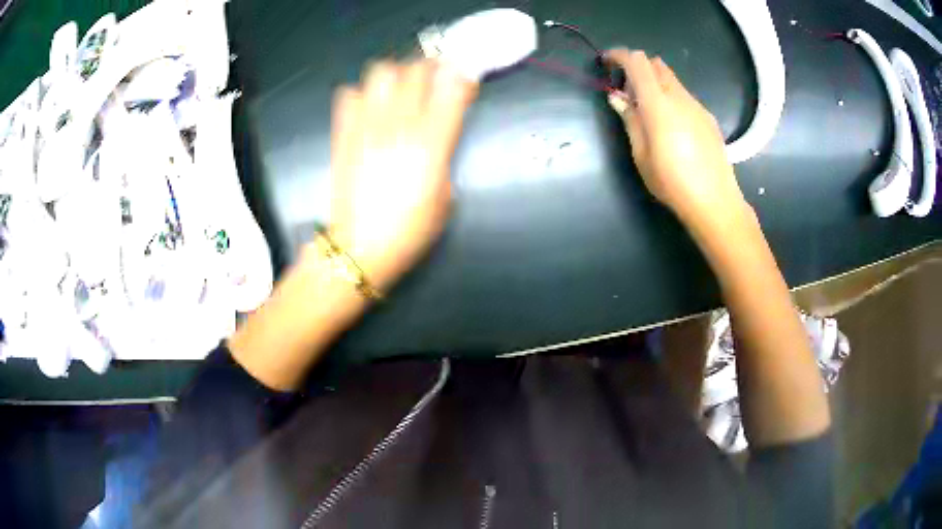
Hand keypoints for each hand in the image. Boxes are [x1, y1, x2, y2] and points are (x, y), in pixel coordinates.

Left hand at [327, 59, 477, 289]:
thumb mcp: (445, 197)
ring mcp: (367, 127)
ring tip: (401, 88)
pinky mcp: (343, 134)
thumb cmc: (409, 231)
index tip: (464, 79)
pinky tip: (370, 107)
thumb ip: (444, 156)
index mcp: (431, 145)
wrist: (359, 248)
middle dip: (432, 66)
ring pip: (381, 72)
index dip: (461, 76)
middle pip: (417, 70)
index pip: (451, 88)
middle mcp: (399, 127)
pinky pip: (349, 94)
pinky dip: (363, 93)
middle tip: (435, 77)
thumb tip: (439, 132)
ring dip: (397, 73)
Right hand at [604, 49, 747, 228]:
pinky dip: (671, 97)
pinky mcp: (708, 118)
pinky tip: (672, 126)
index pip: (637, 62)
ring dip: (655, 83)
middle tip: (627, 91)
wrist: (715, 202)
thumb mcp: (642, 155)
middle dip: (637, 68)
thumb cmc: (672, 182)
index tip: (606, 63)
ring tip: (649, 111)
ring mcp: (697, 106)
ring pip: (672, 79)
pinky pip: (684, 96)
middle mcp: (680, 97)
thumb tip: (617, 97)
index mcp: (659, 104)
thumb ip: (630, 120)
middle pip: (656, 64)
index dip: (619, 55)